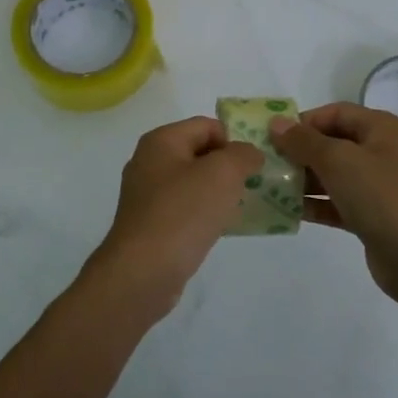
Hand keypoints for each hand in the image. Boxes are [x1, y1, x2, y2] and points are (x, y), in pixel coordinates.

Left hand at [87, 115, 265, 314]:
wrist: (143, 271)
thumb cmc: (183, 213)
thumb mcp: (223, 173)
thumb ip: (242, 155)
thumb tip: (249, 154)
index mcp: (161, 141)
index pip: (206, 125)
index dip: (234, 140)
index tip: (254, 166)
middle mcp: (149, 162)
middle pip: (199, 153)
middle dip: (229, 167)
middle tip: (253, 186)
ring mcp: (147, 195)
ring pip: (193, 184)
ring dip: (219, 193)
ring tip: (241, 208)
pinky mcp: (150, 224)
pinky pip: (185, 209)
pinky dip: (205, 214)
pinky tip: (221, 229)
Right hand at [269, 103, 397, 306]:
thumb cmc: (381, 196)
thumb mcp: (339, 160)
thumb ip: (304, 141)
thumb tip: (277, 123)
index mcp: (382, 129)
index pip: (336, 113)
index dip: (304, 121)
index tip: (273, 137)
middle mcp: (381, 153)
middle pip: (332, 143)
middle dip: (299, 152)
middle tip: (266, 163)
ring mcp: (377, 186)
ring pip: (332, 175)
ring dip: (302, 179)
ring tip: (269, 187)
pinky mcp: (371, 216)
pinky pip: (336, 203)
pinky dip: (314, 204)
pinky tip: (287, 211)